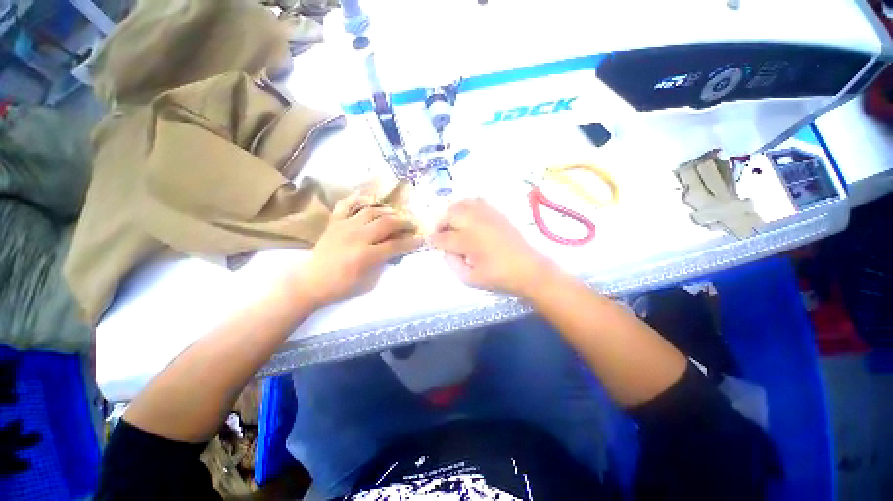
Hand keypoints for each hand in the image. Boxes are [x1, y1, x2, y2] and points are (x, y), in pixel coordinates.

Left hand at [296, 192, 423, 307]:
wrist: (311, 282)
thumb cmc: (342, 286)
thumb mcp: (369, 281)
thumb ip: (384, 262)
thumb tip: (396, 249)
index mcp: (366, 255)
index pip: (395, 245)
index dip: (411, 242)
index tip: (421, 238)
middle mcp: (357, 236)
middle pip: (386, 223)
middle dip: (403, 223)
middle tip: (411, 224)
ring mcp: (344, 227)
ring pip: (371, 211)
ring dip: (387, 211)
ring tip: (395, 214)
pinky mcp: (334, 223)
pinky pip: (346, 205)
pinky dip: (358, 199)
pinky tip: (369, 200)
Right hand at [430, 198, 555, 296]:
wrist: (529, 269)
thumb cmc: (499, 278)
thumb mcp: (470, 279)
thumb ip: (453, 264)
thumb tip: (446, 251)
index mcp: (469, 242)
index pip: (444, 237)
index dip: (434, 239)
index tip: (430, 242)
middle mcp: (476, 224)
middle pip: (451, 214)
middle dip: (440, 222)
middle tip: (440, 233)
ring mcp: (488, 216)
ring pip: (463, 204)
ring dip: (453, 212)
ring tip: (452, 223)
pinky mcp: (497, 214)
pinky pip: (478, 201)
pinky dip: (467, 206)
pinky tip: (468, 217)